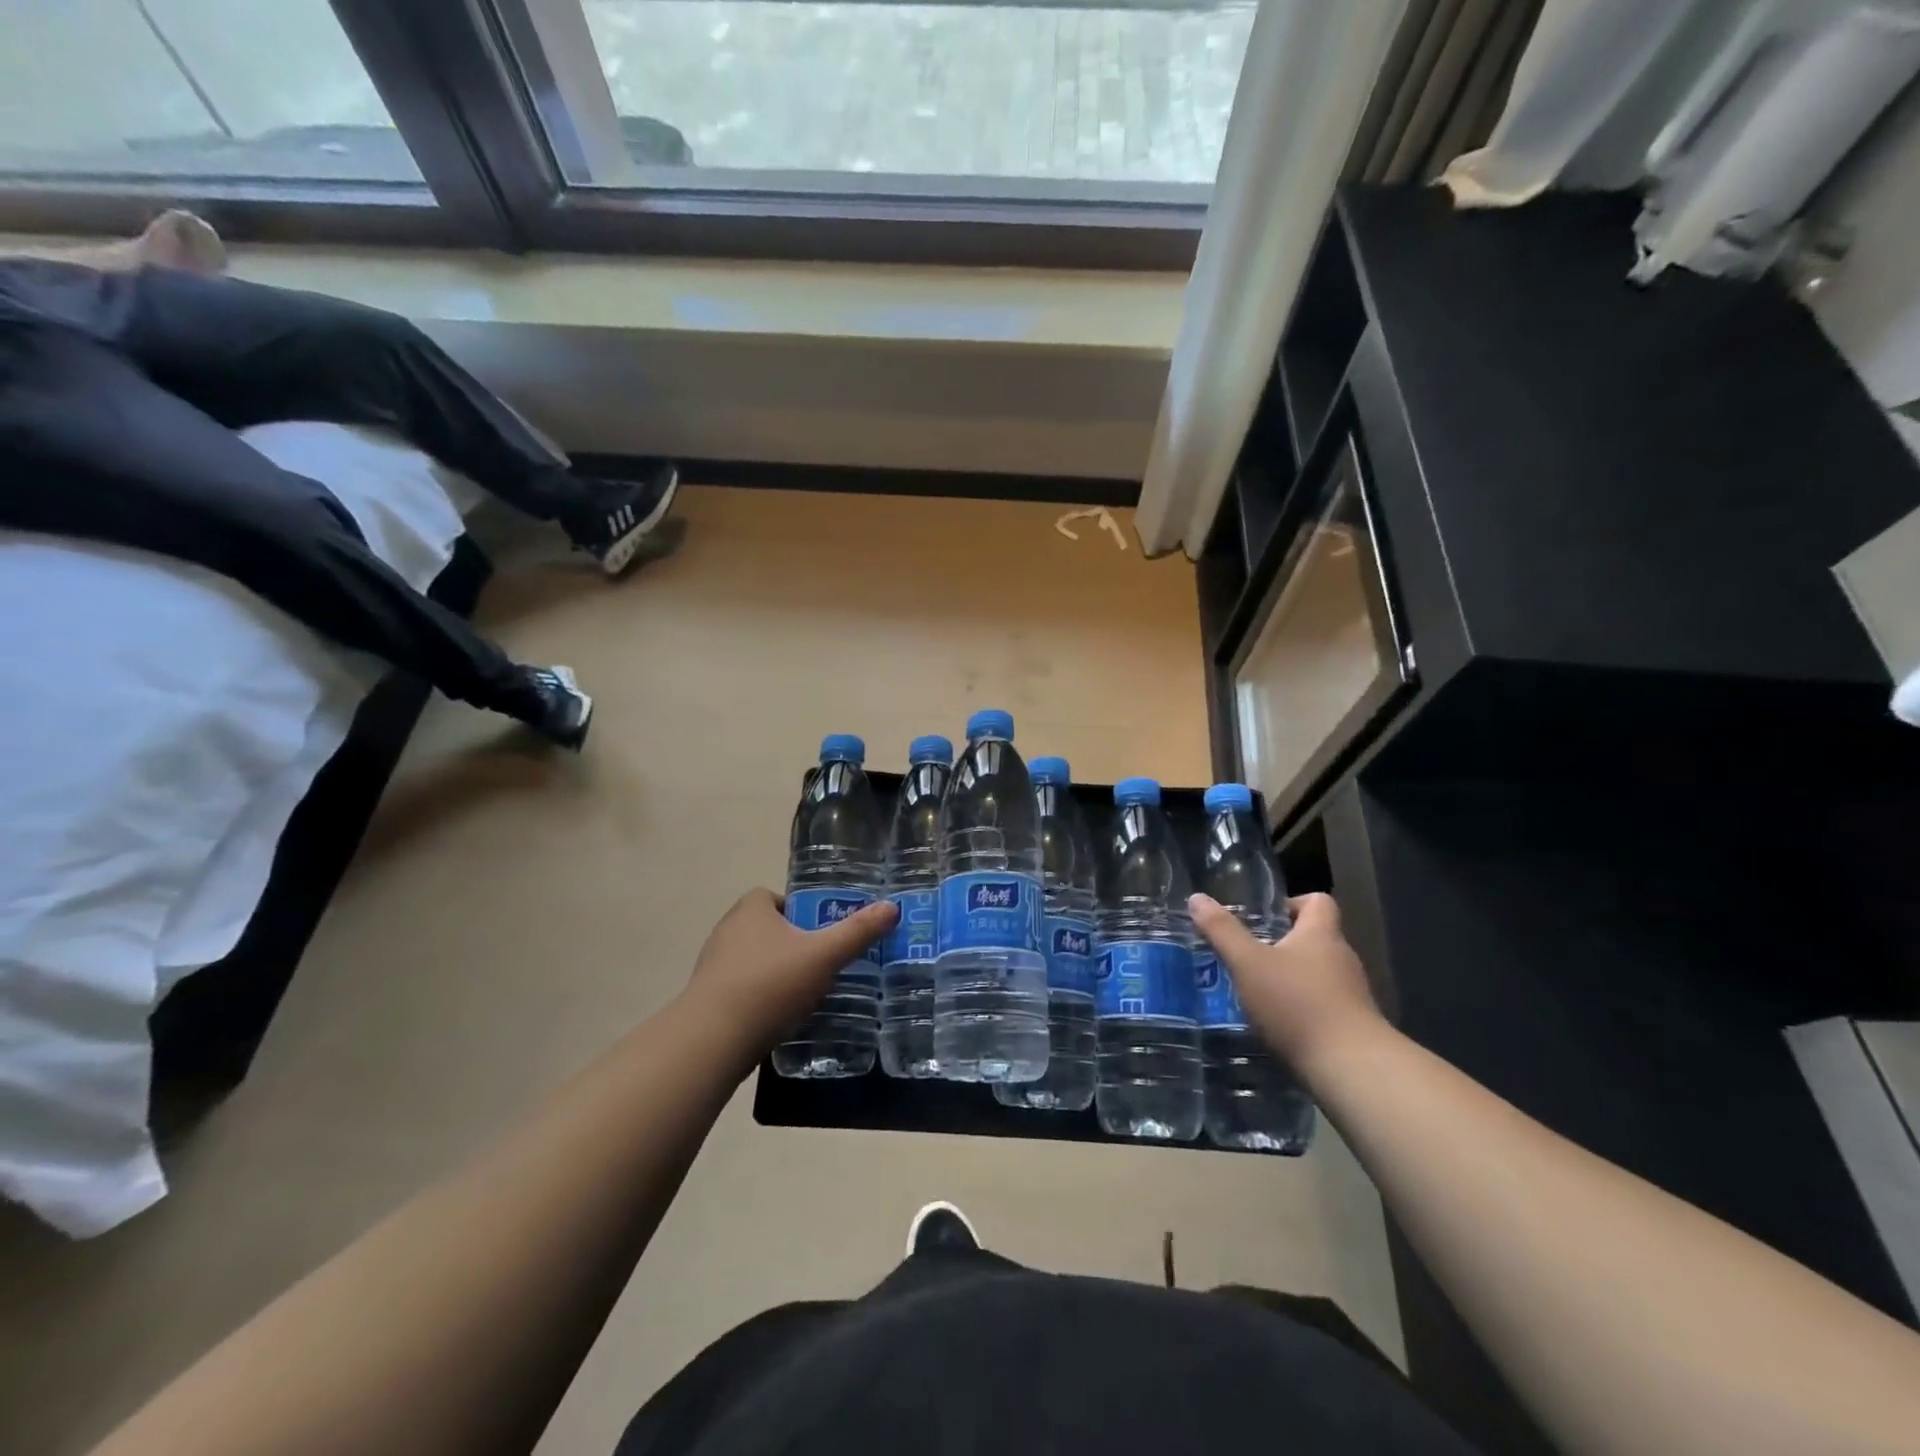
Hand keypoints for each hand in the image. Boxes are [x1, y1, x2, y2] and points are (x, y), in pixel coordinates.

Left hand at [680, 888, 896, 1063]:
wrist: (713, 1040)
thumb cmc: (770, 984)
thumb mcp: (824, 956)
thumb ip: (858, 932)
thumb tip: (892, 907)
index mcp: (750, 909)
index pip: (775, 897)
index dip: (800, 911)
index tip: (822, 934)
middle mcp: (727, 930)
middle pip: (768, 929)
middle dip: (793, 944)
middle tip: (822, 964)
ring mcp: (713, 965)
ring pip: (755, 961)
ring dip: (777, 973)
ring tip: (806, 994)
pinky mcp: (707, 998)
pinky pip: (742, 989)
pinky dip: (761, 998)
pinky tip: (780, 1018)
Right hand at [1189, 891, 1383, 1077]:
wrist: (1351, 1069)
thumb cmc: (1297, 1004)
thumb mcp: (1248, 963)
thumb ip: (1222, 931)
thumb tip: (1197, 898)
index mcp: (1321, 934)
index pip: (1318, 901)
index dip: (1292, 903)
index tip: (1264, 918)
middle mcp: (1341, 958)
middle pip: (1315, 938)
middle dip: (1281, 944)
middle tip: (1246, 955)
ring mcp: (1351, 994)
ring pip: (1317, 973)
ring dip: (1289, 978)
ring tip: (1255, 991)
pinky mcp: (1352, 1026)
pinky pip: (1323, 1004)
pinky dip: (1301, 1007)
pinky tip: (1276, 1024)